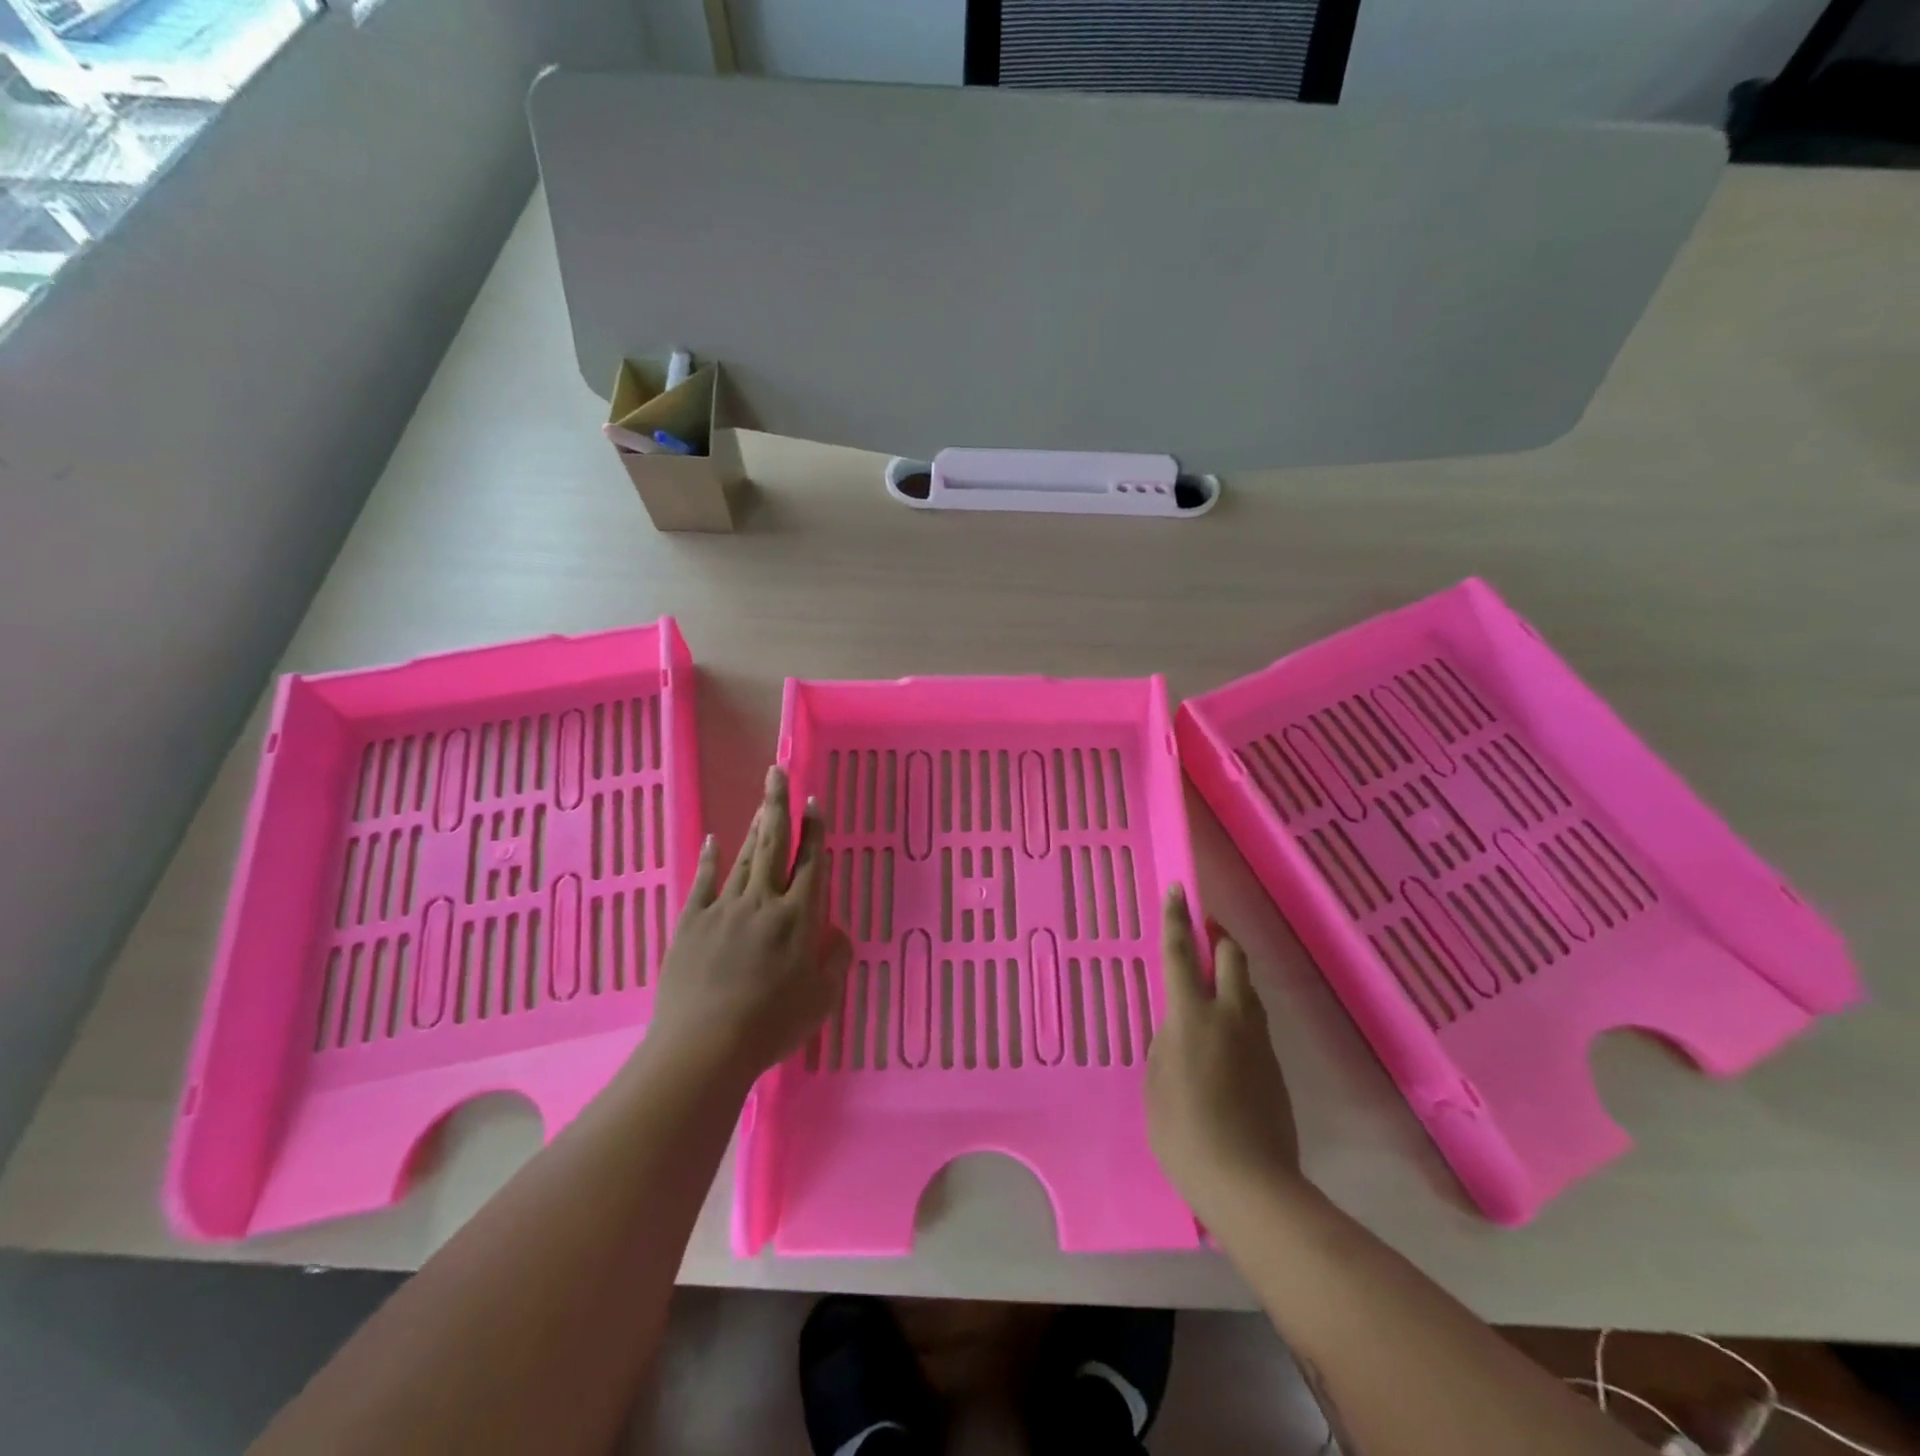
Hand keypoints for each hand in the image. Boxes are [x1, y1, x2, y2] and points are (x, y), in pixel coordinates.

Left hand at [646, 767, 851, 1085]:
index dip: (814, 830)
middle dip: (778, 806)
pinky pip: (703, 882)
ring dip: (754, 826)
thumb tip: (837, 933)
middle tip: (778, 773)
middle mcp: (763, 902)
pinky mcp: (692, 922)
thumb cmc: (771, 1024)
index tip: (813, 801)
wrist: (704, 1046)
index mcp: (798, 917)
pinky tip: (713, 840)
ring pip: (744, 857)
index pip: (811, 863)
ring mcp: (724, 908)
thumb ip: (835, 960)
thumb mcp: (821, 999)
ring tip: (762, 801)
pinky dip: (709, 859)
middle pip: (774, 845)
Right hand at [1146, 885, 1302, 1222]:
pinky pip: (1255, 1021)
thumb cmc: (1184, 1132)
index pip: (1181, 954)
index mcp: (1191, 1016)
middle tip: (1205, 933)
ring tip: (1212, 982)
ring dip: (1231, 974)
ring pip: (1248, 988)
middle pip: (1232, 958)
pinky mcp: (1274, 1065)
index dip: (1177, 919)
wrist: (1250, 1183)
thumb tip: (1177, 1027)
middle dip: (1219, 938)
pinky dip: (1239, 1010)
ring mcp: (1257, 1040)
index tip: (1178, 889)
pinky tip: (1225, 1034)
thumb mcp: (1155, 1083)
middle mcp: (1229, 1016)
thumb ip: (1165, 1044)